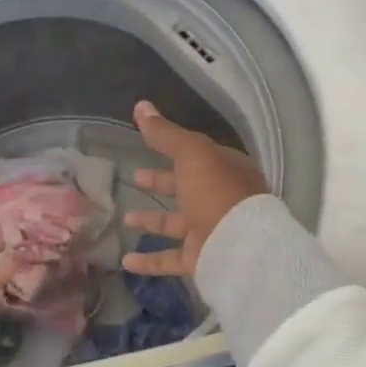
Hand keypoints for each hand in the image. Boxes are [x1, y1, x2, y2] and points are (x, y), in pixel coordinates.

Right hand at [122, 101, 269, 276]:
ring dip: (151, 221)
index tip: (148, 146)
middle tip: (135, 178)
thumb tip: (141, 105)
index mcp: (226, 170)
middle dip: (161, 182)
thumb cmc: (217, 192)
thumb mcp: (190, 153)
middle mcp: (221, 200)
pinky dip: (149, 261)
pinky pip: (171, 259)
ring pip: (177, 224)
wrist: (240, 247)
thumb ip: (165, 133)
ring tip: (125, 219)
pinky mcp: (203, 260)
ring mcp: (213, 232)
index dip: (173, 150)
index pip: (197, 156)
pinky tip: (127, 261)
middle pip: (186, 188)